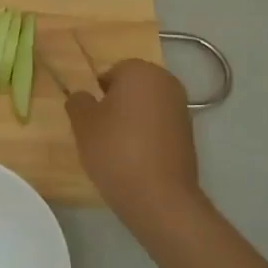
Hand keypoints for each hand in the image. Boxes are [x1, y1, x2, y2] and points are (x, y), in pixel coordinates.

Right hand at [64, 59, 202, 226]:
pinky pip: (159, 127)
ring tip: (117, 148)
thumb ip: (78, 102)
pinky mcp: (189, 134)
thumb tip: (83, 97)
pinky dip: (147, 136)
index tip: (90, 118)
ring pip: (146, 108)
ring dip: (132, 121)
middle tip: (100, 132)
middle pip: (132, 88)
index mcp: (141, 71)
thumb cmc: (115, 149)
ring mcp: (182, 109)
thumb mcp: (82, 123)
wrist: (158, 195)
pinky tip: (136, 159)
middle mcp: (167, 82)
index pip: (111, 73)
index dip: (97, 94)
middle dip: (116, 105)